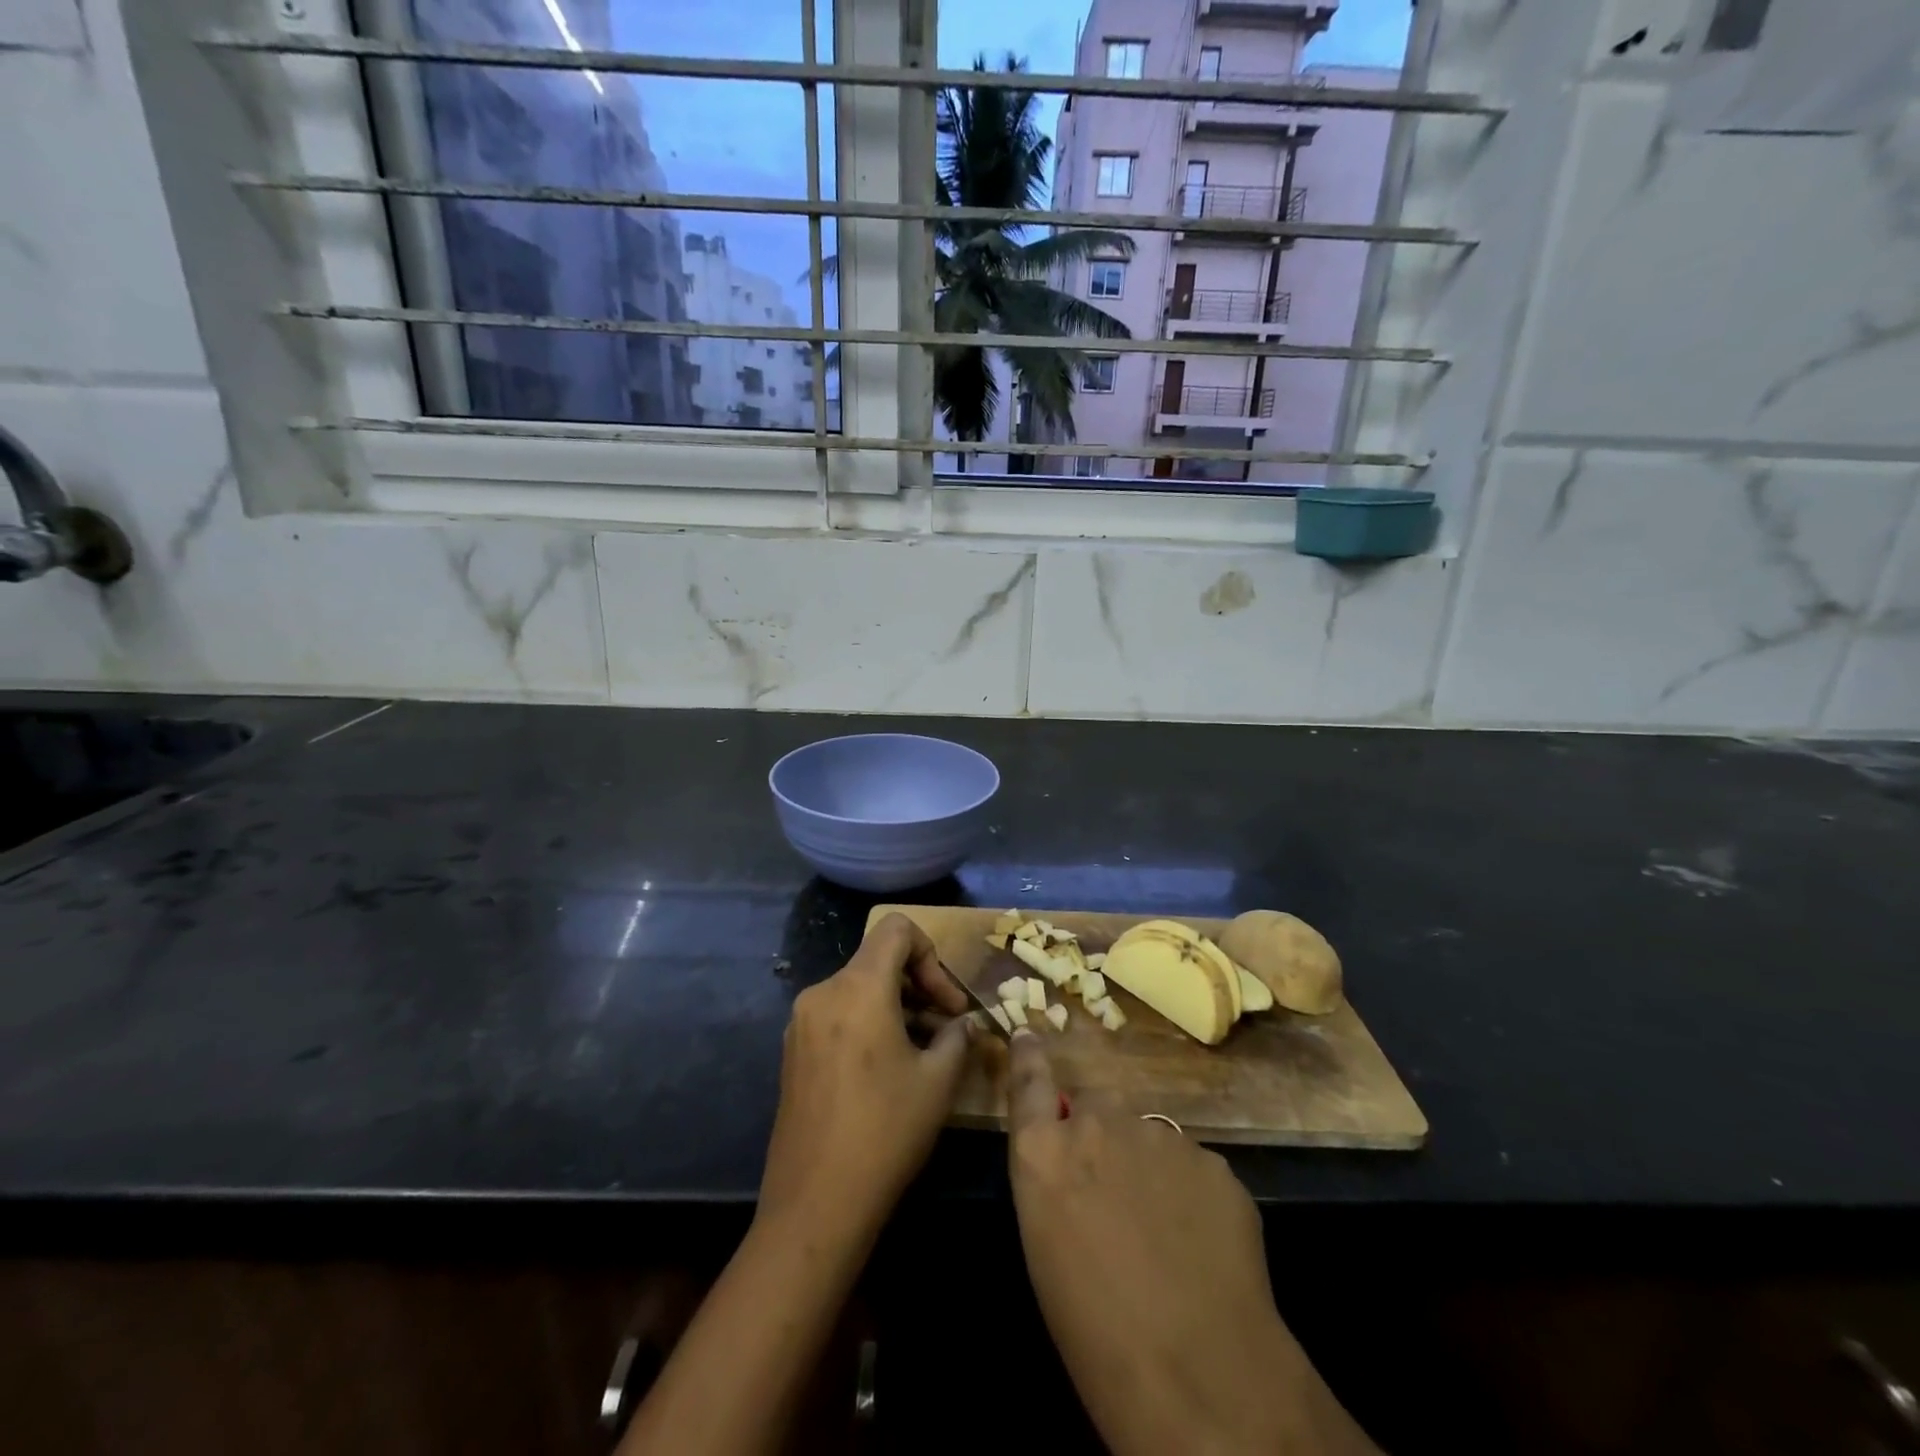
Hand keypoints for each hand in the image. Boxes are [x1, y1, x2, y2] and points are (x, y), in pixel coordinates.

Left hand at [759, 913, 976, 1245]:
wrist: (815, 1203)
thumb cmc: (885, 1131)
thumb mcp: (938, 1081)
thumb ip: (957, 1036)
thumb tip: (964, 1023)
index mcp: (858, 987)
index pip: (897, 929)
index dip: (931, 953)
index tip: (948, 1002)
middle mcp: (823, 992)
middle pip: (879, 959)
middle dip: (920, 984)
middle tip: (949, 1027)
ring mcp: (802, 1021)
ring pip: (860, 988)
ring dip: (898, 1006)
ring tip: (927, 1051)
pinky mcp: (794, 1049)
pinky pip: (841, 1013)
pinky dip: (871, 1022)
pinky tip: (891, 1067)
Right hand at [1006, 1031, 1378, 1455]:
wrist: (1198, 1370)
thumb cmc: (1094, 1332)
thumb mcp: (1046, 1249)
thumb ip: (1054, 1182)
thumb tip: (1074, 1169)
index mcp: (1045, 1151)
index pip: (1028, 1081)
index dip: (1029, 1055)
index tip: (1029, 1033)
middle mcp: (1098, 1125)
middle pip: (1095, 1105)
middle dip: (1100, 1133)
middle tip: (1113, 1189)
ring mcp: (1160, 1135)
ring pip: (1147, 1136)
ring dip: (1147, 1166)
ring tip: (1163, 1230)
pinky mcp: (1213, 1159)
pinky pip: (1191, 1166)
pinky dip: (1190, 1194)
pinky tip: (1201, 1244)